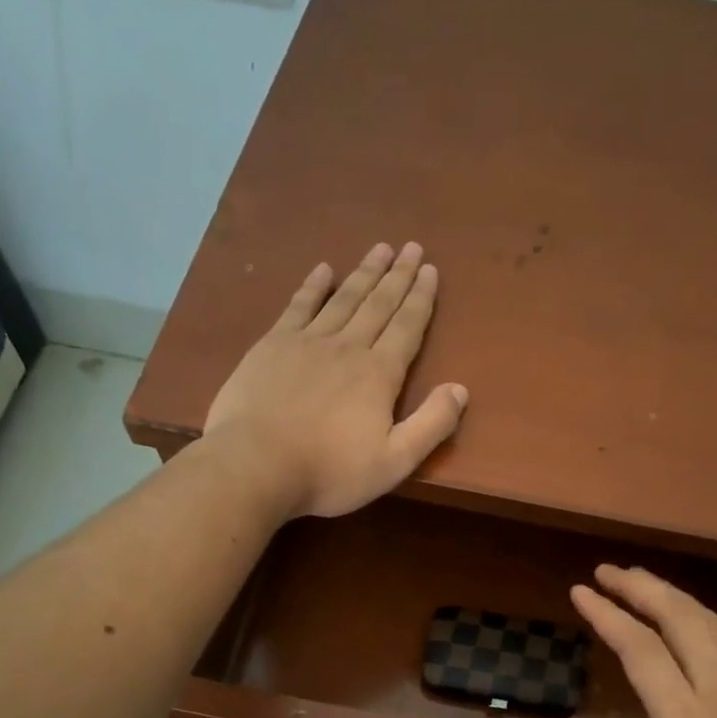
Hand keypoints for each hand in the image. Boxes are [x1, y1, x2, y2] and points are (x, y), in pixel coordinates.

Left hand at [204, 241, 467, 518]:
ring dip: (364, 273)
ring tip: (380, 249)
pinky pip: (299, 306)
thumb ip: (431, 424)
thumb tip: (461, 389)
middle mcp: (348, 347)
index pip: (407, 327)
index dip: (421, 298)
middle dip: (398, 275)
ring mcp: (307, 342)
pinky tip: (323, 269)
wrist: (256, 465)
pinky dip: (313, 286)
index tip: (430, 270)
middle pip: (378, 304)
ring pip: (343, 298)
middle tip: (411, 247)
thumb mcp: (394, 461)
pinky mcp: (272, 346)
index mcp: (379, 374)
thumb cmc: (330, 471)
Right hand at [540, 565, 716, 717]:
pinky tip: (693, 621)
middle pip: (679, 619)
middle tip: (604, 571)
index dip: (608, 616)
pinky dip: (703, 617)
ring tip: (640, 582)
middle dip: (639, 587)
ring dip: (672, 595)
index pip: (641, 652)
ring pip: (710, 623)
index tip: (580, 591)